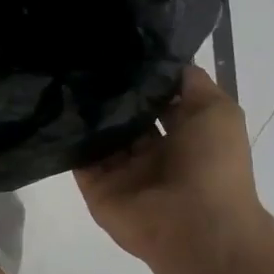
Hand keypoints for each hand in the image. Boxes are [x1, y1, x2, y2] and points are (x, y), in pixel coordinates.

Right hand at [75, 66, 273, 273]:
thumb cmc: (213, 164)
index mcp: (183, 135)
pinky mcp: (96, 186)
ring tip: (62, 73)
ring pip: (99, 134)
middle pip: (124, 115)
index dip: (141, 75)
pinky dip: (68, 137)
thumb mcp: (218, 110)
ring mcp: (122, 170)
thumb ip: (191, 82)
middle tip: (82, 55)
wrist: (196, 227)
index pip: (156, 99)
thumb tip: (163, 59)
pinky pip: (78, 157)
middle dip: (109, 90)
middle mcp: (151, 152)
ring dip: (86, 110)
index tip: (116, 46)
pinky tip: (55, 106)